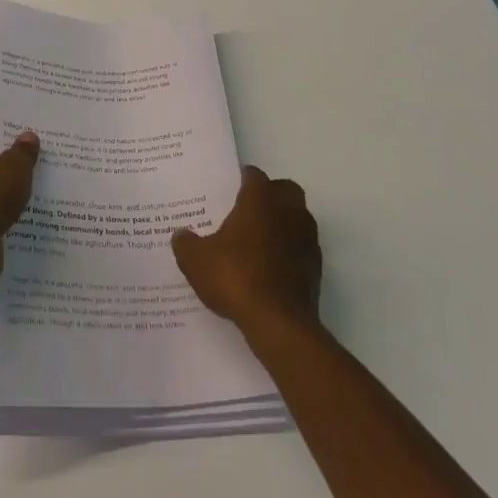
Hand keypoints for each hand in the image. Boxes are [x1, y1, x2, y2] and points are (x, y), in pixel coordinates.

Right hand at [172, 166, 321, 335]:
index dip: (241, 179)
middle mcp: (288, 211)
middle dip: (269, 195)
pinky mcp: (316, 267)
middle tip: (246, 210)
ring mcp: (307, 238)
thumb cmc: (235, 277)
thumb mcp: (195, 260)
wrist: (278, 322)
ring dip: (282, 223)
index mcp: (260, 200)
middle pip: (284, 190)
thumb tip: (181, 235)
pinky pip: (301, 247)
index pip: (254, 175)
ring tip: (257, 241)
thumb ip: (186, 243)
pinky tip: (269, 267)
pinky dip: (289, 251)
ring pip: (297, 217)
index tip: (228, 189)